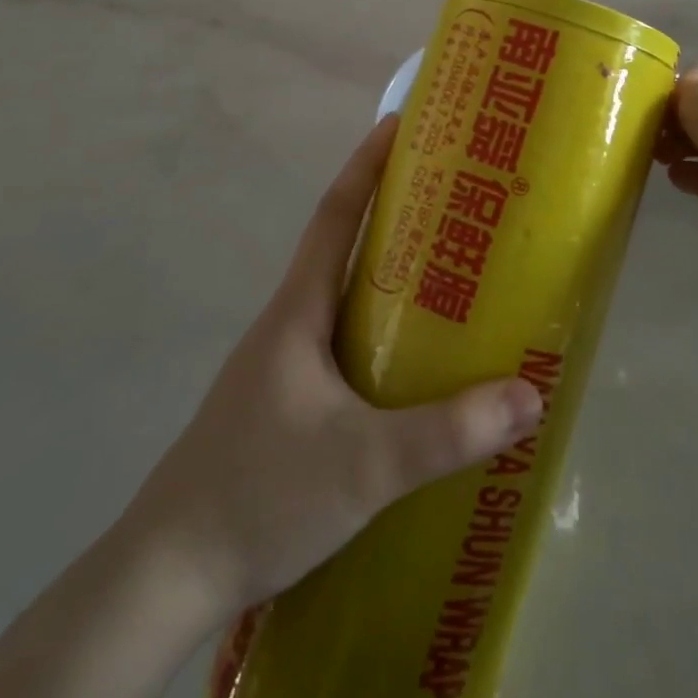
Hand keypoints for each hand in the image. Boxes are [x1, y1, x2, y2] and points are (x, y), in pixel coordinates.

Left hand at [125, 116, 543, 621]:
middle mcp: (289, 323)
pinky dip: (379, 329)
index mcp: (298, 310)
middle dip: (392, 215)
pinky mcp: (285, 403)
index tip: (400, 124)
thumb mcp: (364, 464)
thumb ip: (446, 433)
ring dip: (387, 275)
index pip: (336, 215)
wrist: (168, 573)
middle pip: (343, 248)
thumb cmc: (259, 494)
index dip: (366, 165)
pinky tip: (412, 363)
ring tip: (449, 272)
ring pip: (343, 299)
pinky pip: (342, 343)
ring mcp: (282, 365)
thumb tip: (529, 393)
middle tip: (453, 199)